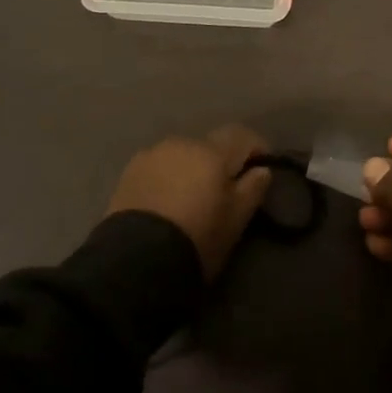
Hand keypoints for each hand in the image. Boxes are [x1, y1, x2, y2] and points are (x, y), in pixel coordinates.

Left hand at [107, 126, 271, 279]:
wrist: (137, 258)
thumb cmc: (198, 237)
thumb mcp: (236, 220)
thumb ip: (252, 189)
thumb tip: (262, 170)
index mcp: (212, 152)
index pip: (241, 135)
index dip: (255, 147)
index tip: (262, 165)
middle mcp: (182, 143)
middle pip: (208, 145)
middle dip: (219, 162)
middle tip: (224, 190)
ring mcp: (152, 155)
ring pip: (181, 155)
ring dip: (191, 168)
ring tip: (191, 197)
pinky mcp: (129, 171)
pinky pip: (158, 166)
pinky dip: (168, 177)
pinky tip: (165, 201)